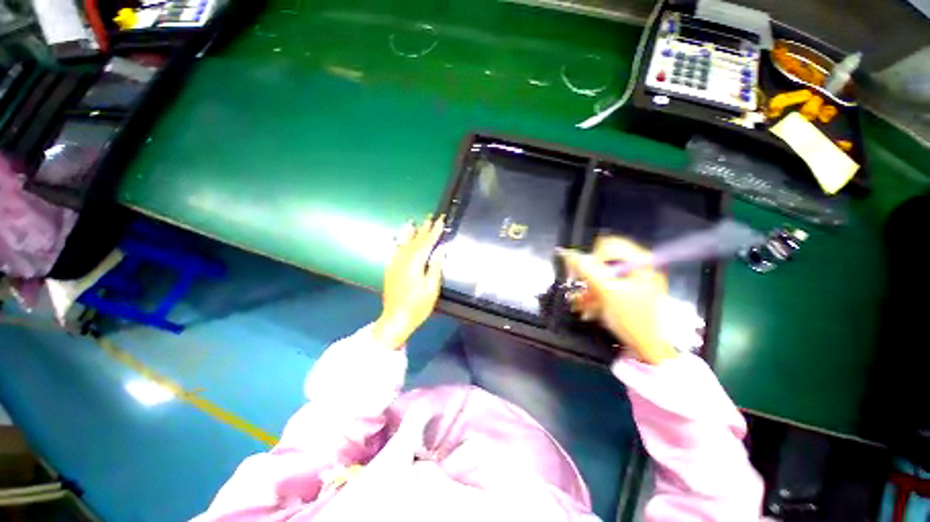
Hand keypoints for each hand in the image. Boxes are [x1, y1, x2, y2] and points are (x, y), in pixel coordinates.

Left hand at [372, 215, 444, 349]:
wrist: (395, 319)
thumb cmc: (417, 305)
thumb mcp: (431, 288)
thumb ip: (435, 267)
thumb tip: (440, 250)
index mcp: (415, 263)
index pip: (427, 243)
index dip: (435, 231)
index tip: (441, 220)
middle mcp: (403, 260)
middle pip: (415, 241)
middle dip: (423, 229)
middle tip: (430, 217)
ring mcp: (395, 265)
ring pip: (403, 244)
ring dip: (409, 233)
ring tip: (412, 222)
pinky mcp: (390, 271)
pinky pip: (394, 252)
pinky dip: (398, 244)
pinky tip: (398, 241)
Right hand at [559, 237, 678, 364]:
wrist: (648, 347)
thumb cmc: (632, 318)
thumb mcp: (607, 292)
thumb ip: (587, 270)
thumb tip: (567, 253)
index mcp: (640, 261)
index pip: (608, 246)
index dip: (592, 258)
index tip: (583, 275)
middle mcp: (638, 266)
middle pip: (604, 259)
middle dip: (588, 274)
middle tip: (577, 287)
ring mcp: (633, 279)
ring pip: (602, 274)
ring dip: (588, 287)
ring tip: (581, 303)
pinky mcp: (628, 291)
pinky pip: (605, 285)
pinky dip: (595, 294)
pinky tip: (588, 306)